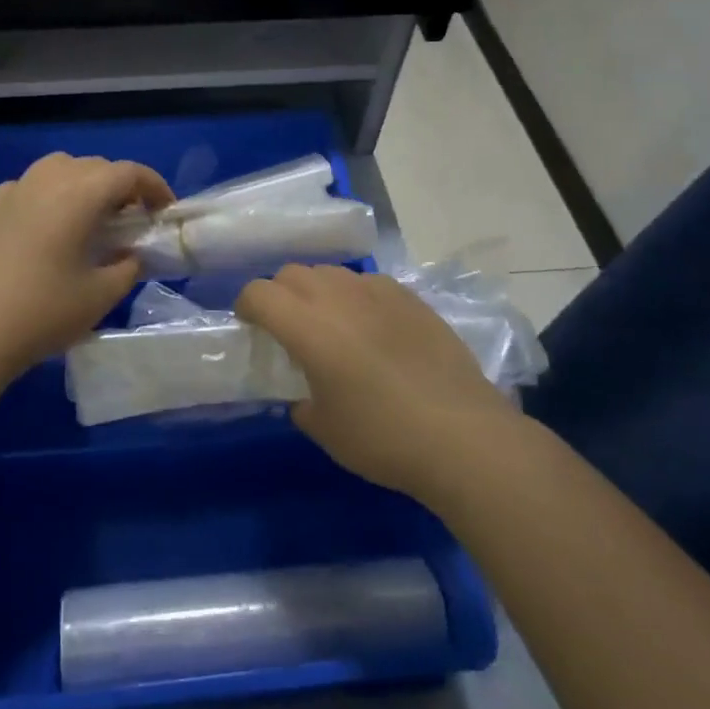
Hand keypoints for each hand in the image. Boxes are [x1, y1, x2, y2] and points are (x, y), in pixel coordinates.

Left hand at [0, 154, 173, 375]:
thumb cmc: (43, 312)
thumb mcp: (100, 295)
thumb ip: (127, 267)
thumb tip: (130, 255)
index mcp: (78, 195)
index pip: (127, 173)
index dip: (153, 186)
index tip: (164, 210)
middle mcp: (46, 180)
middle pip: (94, 166)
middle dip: (119, 185)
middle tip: (130, 219)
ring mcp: (13, 190)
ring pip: (59, 168)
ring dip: (83, 183)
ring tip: (89, 217)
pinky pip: (30, 186)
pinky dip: (49, 195)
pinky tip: (48, 227)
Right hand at [237, 265, 521, 500]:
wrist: (462, 436)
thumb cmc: (383, 436)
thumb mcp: (326, 430)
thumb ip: (301, 404)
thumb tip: (303, 395)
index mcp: (307, 326)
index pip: (258, 293)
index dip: (246, 306)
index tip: (251, 328)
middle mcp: (337, 296)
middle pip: (291, 273)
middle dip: (279, 294)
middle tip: (287, 327)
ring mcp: (377, 292)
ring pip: (330, 272)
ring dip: (317, 290)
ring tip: (330, 323)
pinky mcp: (410, 297)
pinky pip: (368, 282)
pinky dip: (356, 296)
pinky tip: (372, 327)